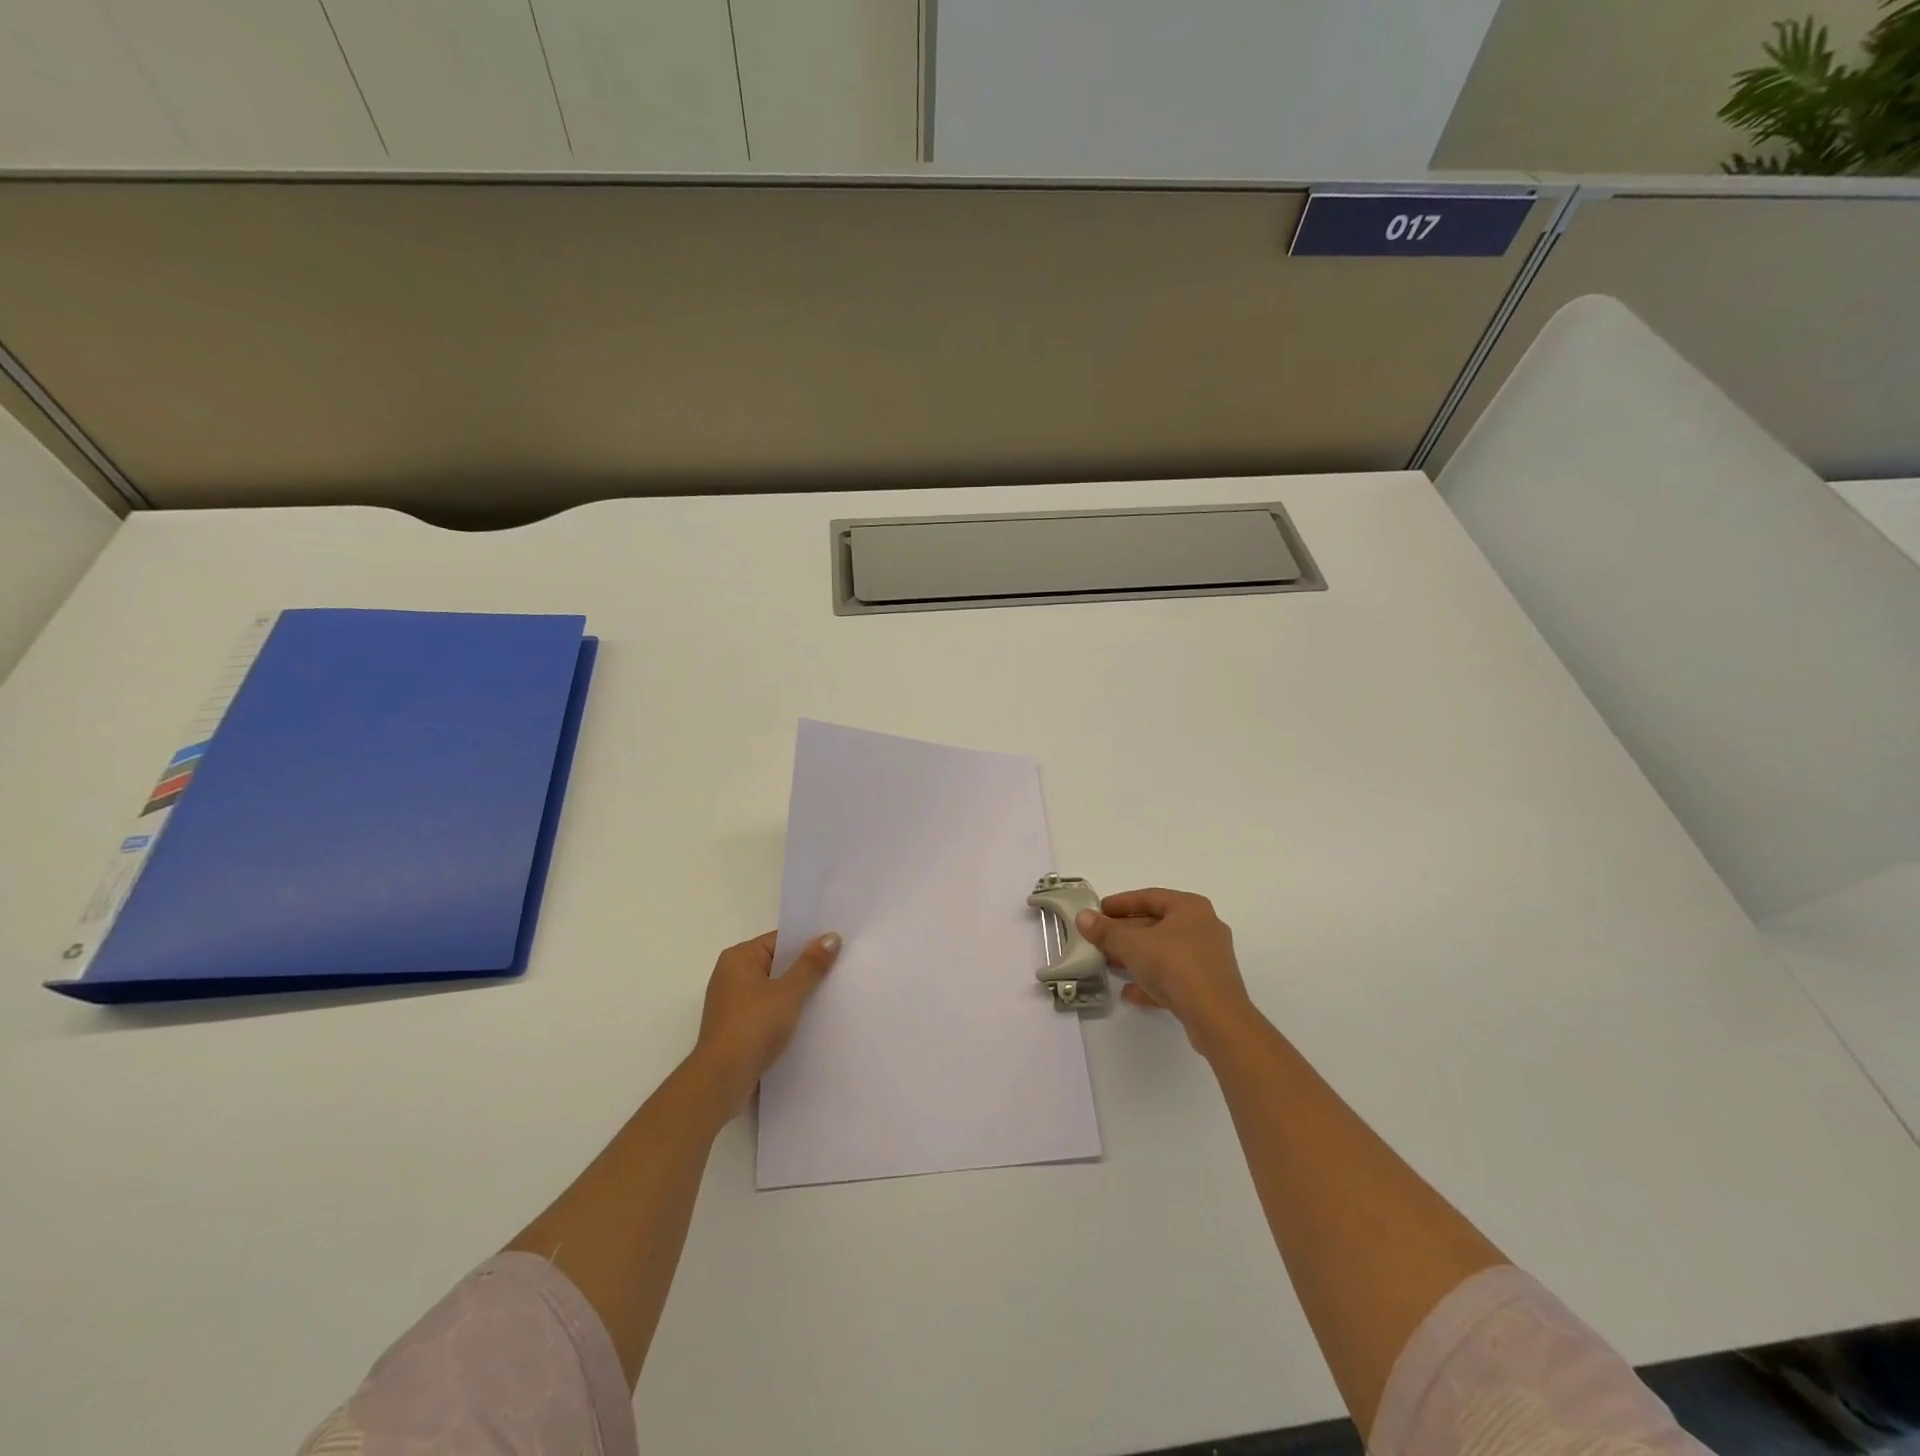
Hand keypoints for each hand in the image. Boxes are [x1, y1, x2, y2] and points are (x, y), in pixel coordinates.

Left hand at [694, 930, 840, 1113]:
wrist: (722, 1080)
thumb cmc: (754, 1026)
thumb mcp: (789, 992)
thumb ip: (811, 964)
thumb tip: (831, 936)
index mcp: (738, 958)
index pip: (779, 941)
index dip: (808, 944)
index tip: (836, 948)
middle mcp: (730, 975)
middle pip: (776, 965)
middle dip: (804, 970)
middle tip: (838, 970)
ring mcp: (732, 1004)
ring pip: (773, 990)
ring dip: (795, 995)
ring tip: (828, 996)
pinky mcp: (736, 1028)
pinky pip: (767, 1011)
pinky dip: (784, 1014)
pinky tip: (807, 1021)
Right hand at [1077, 889, 1257, 1053]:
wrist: (1216, 1018)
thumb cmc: (1174, 966)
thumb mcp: (1132, 945)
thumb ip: (1106, 930)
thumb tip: (1083, 917)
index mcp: (1190, 908)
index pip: (1149, 897)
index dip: (1121, 903)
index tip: (1098, 911)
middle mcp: (1203, 927)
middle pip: (1157, 924)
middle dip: (1126, 932)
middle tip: (1100, 938)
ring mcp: (1208, 958)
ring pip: (1165, 952)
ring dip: (1136, 957)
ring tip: (1109, 963)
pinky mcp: (1208, 986)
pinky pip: (1174, 977)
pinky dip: (1151, 980)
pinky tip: (1129, 992)